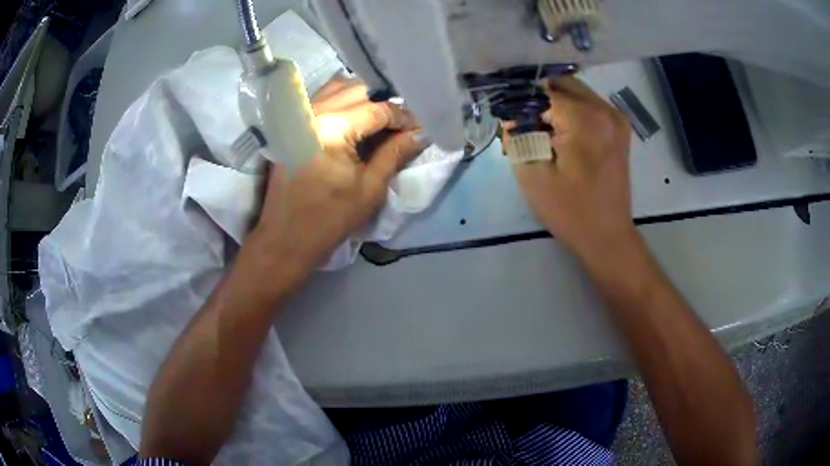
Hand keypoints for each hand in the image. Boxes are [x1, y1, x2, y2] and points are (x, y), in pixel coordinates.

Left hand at [244, 76, 426, 290]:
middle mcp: (313, 112)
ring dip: (364, 99)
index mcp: (332, 128)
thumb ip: (395, 153)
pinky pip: (323, 99)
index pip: (378, 108)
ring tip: (380, 122)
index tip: (421, 128)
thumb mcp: (370, 188)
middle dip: (385, 104)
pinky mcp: (293, 124)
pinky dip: (344, 102)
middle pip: (359, 90)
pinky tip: (356, 121)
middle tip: (402, 126)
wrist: (285, 238)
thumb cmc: (328, 219)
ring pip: (339, 88)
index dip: (404, 116)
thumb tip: (421, 133)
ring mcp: (299, 115)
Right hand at [507, 76, 633, 261]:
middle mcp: (605, 109)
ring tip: (539, 128)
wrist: (607, 236)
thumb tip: (510, 115)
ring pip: (575, 92)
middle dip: (538, 98)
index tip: (508, 119)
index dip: (521, 102)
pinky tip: (559, 132)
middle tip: (522, 121)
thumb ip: (517, 136)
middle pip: (561, 84)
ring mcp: (616, 118)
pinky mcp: (619, 128)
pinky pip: (588, 105)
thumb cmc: (570, 211)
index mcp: (586, 119)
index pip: (542, 91)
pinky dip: (570, 111)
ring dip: (554, 103)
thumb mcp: (532, 175)